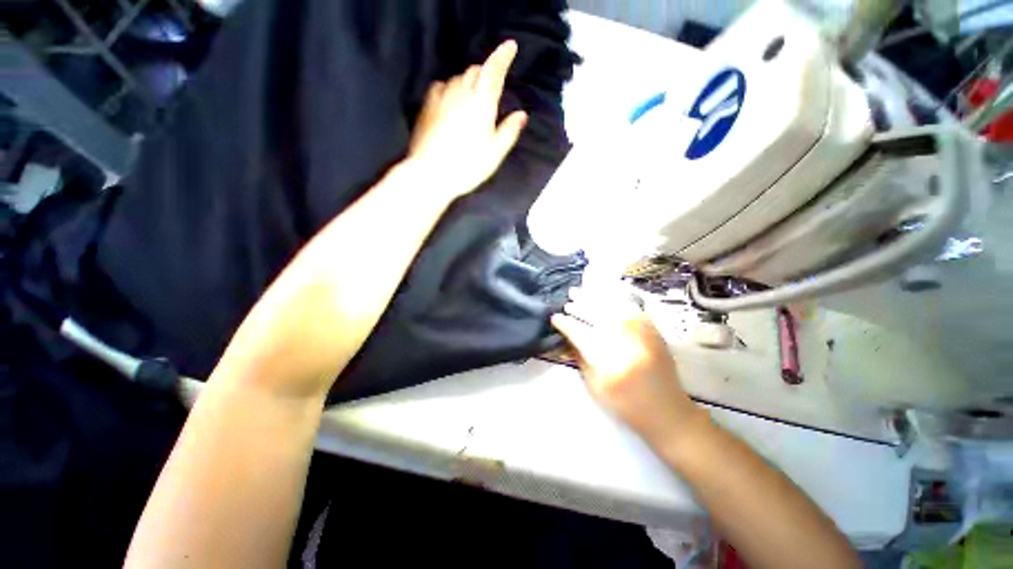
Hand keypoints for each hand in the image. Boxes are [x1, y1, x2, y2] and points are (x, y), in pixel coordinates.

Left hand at [408, 40, 527, 198]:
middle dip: (486, 72)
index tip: (510, 46)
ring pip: (459, 77)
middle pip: (475, 70)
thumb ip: (509, 131)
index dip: (503, 56)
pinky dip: (451, 88)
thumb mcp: (494, 153)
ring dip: (469, 81)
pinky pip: (442, 86)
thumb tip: (521, 115)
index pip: (494, 70)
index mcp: (482, 102)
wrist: (431, 173)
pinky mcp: (427, 104)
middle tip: (491, 86)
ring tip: (472, 98)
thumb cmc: (468, 166)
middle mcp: (462, 92)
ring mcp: (442, 96)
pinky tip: (451, 101)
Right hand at [551, 287, 708, 445]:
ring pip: (609, 304)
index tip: (554, 318)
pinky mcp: (651, 328)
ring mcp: (640, 330)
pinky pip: (628, 304)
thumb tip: (567, 336)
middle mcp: (623, 338)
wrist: (667, 411)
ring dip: (591, 297)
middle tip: (566, 302)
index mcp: (607, 358)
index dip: (564, 323)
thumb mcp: (595, 386)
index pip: (579, 331)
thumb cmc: (626, 404)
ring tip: (578, 291)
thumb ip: (579, 358)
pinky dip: (613, 296)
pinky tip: (602, 293)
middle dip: (577, 306)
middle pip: (594, 313)